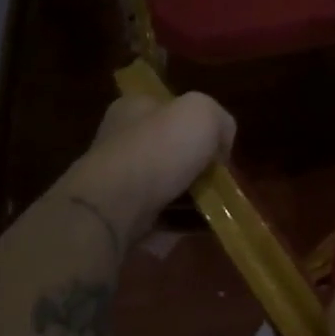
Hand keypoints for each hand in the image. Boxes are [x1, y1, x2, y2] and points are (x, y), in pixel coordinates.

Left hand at [80, 90, 234, 239]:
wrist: (113, 206)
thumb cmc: (159, 149)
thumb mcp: (203, 113)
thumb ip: (220, 121)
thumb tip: (220, 146)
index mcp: (135, 107)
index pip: (172, 109)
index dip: (200, 126)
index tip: (220, 148)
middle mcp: (122, 139)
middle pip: (172, 150)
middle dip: (198, 167)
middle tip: (221, 181)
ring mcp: (117, 180)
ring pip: (167, 186)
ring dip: (193, 198)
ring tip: (217, 209)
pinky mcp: (118, 214)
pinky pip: (159, 217)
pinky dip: (180, 223)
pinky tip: (199, 228)